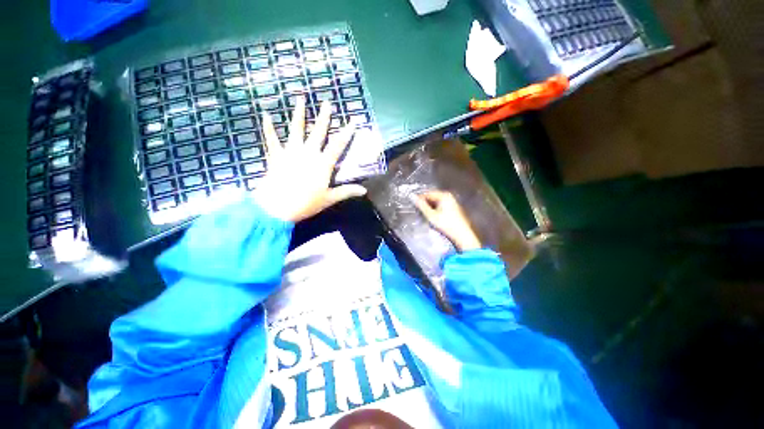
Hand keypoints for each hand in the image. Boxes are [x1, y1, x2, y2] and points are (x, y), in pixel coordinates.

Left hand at [253, 97, 366, 222]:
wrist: (277, 206)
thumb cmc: (306, 203)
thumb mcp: (329, 198)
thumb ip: (347, 192)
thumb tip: (364, 191)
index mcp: (323, 163)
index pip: (338, 145)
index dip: (346, 132)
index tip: (352, 120)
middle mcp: (308, 153)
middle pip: (318, 132)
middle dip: (324, 117)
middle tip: (327, 103)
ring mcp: (291, 152)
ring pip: (296, 129)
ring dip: (299, 114)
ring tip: (300, 98)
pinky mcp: (276, 155)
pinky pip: (272, 139)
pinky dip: (269, 127)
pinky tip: (266, 115)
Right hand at [414, 191, 481, 251]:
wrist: (462, 234)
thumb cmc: (446, 224)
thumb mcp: (431, 215)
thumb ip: (421, 205)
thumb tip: (411, 196)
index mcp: (444, 195)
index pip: (428, 194)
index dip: (419, 198)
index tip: (413, 205)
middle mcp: (449, 196)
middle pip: (432, 197)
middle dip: (425, 203)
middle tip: (418, 210)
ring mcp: (452, 201)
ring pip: (437, 202)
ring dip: (430, 206)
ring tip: (424, 213)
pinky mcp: (454, 208)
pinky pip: (441, 205)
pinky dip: (435, 209)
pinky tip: (433, 215)